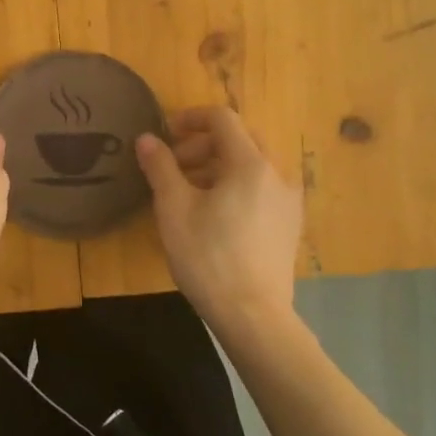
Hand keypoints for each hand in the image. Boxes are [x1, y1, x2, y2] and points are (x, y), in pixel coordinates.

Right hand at [135, 107, 303, 332]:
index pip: (223, 118)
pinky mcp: (289, 223)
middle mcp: (276, 174)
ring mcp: (288, 200)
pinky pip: (261, 187)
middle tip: (174, 166)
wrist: (253, 316)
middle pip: (240, 138)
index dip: (190, 118)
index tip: (165, 136)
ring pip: (252, 164)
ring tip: (188, 192)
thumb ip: (160, 166)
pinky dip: (236, 185)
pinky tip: (214, 214)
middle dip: (203, 144)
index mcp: (250, 163)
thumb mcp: (173, 209)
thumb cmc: (208, 257)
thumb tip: (147, 138)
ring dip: (218, 165)